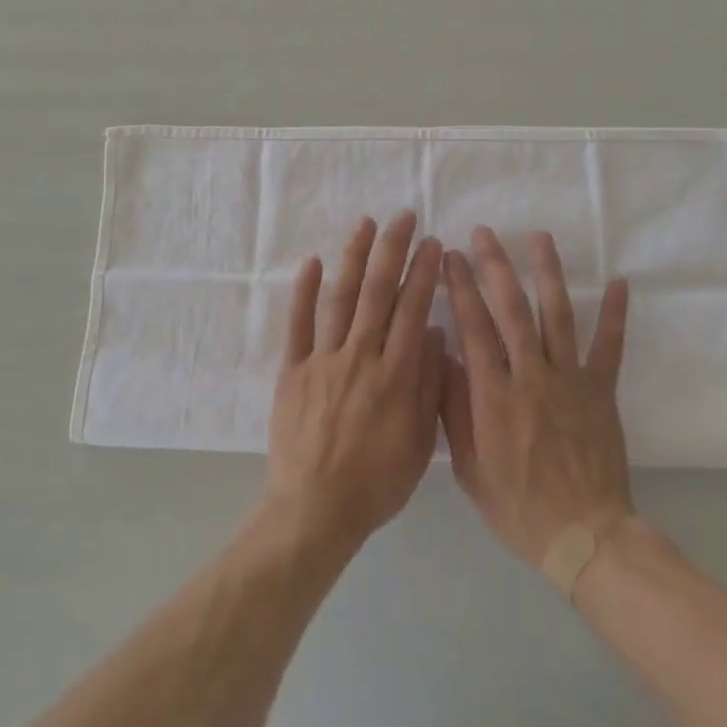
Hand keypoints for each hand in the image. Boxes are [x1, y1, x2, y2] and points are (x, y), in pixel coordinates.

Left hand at [261, 212, 445, 556]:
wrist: (315, 510)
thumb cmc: (376, 481)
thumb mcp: (419, 442)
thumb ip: (428, 385)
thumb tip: (434, 333)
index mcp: (396, 375)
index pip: (413, 310)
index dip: (423, 273)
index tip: (431, 243)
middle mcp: (361, 356)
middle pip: (379, 293)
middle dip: (392, 250)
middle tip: (403, 217)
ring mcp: (323, 360)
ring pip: (341, 298)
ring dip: (354, 257)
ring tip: (365, 224)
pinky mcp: (293, 370)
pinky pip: (298, 324)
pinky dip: (304, 291)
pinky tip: (312, 262)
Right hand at [441, 228, 634, 565]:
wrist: (584, 537)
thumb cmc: (518, 505)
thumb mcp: (468, 467)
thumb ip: (454, 409)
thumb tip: (441, 356)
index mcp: (495, 394)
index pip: (473, 326)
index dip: (460, 287)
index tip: (450, 255)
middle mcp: (531, 375)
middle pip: (511, 309)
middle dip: (495, 266)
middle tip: (483, 233)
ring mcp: (570, 379)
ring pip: (558, 315)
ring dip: (548, 272)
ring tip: (539, 237)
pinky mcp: (602, 390)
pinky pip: (610, 346)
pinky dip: (615, 313)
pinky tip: (619, 281)